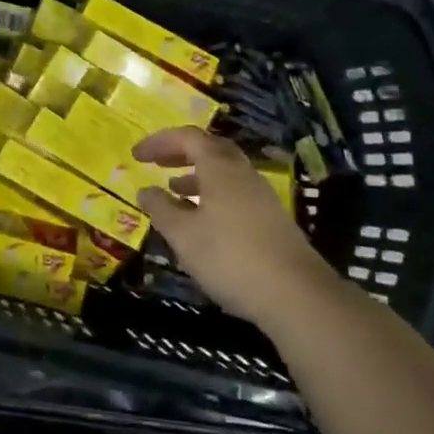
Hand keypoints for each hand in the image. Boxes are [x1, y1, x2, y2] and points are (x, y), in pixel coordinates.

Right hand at [133, 127, 329, 322]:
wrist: (297, 296)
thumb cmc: (230, 258)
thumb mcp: (183, 235)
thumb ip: (161, 209)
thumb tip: (145, 190)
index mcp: (220, 169)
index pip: (187, 137)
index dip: (159, 141)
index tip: (136, 155)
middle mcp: (243, 174)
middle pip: (210, 149)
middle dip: (181, 152)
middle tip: (157, 163)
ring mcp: (261, 197)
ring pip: (224, 173)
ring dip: (196, 175)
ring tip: (173, 191)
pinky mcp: (271, 220)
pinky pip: (234, 193)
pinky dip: (211, 195)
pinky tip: (201, 221)